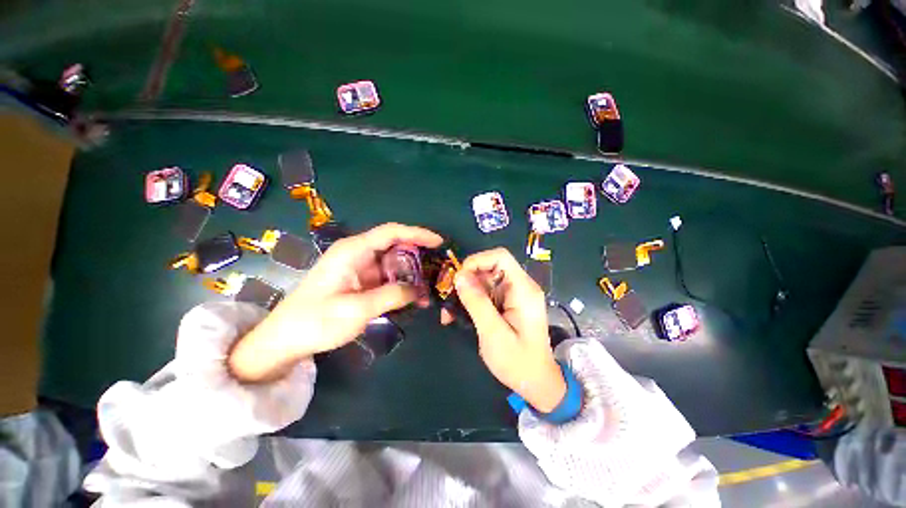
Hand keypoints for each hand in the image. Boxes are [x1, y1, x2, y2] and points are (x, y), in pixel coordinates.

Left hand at [228, 223, 442, 381]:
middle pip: (395, 246)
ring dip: (411, 274)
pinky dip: (401, 285)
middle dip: (418, 257)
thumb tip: (419, 290)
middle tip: (438, 270)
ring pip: (393, 262)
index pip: (391, 232)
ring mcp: (359, 267)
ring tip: (429, 289)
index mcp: (353, 250)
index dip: (417, 234)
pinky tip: (413, 298)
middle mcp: (357, 253)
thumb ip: (391, 296)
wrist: (284, 340)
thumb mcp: (356, 310)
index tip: (438, 242)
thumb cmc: (315, 321)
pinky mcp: (360, 280)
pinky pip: (387, 276)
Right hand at [453, 248, 565, 411]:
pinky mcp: (507, 303)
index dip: (477, 261)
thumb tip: (459, 276)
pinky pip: (486, 293)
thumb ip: (477, 302)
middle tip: (449, 298)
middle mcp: (520, 287)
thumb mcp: (493, 333)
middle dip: (467, 280)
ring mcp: (514, 295)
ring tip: (449, 312)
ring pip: (484, 280)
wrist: (536, 383)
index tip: (458, 278)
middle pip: (490, 267)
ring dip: (465, 293)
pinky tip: (458, 315)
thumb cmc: (518, 362)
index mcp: (523, 290)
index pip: (500, 257)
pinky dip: (471, 301)